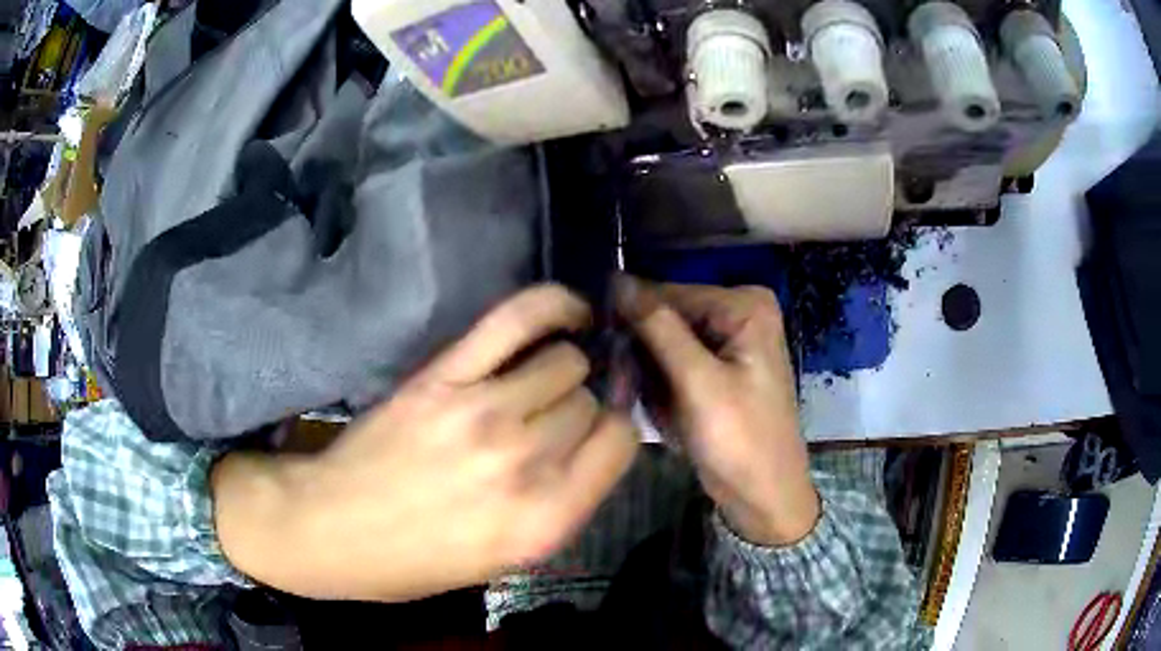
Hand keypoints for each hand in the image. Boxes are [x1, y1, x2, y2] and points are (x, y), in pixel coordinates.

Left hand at [213, 285, 636, 600]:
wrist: (333, 528)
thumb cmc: (417, 561)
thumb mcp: (507, 559)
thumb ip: (561, 502)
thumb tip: (593, 441)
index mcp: (546, 521)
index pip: (621, 443)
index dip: (612, 433)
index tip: (593, 434)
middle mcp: (526, 463)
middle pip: (589, 402)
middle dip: (577, 410)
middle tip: (547, 420)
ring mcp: (484, 412)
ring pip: (565, 362)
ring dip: (561, 369)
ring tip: (538, 379)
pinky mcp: (445, 376)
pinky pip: (519, 321)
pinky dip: (554, 306)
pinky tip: (569, 312)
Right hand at [617, 277, 818, 545]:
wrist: (763, 494)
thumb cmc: (740, 439)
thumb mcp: (698, 381)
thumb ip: (658, 327)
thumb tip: (617, 278)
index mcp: (745, 305)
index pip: (670, 293)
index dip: (632, 316)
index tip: (598, 343)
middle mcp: (738, 313)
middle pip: (668, 318)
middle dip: (645, 353)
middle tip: (627, 387)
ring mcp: (728, 341)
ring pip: (665, 342)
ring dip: (650, 374)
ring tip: (657, 407)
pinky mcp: (717, 367)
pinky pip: (674, 362)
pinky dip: (662, 386)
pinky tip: (667, 411)